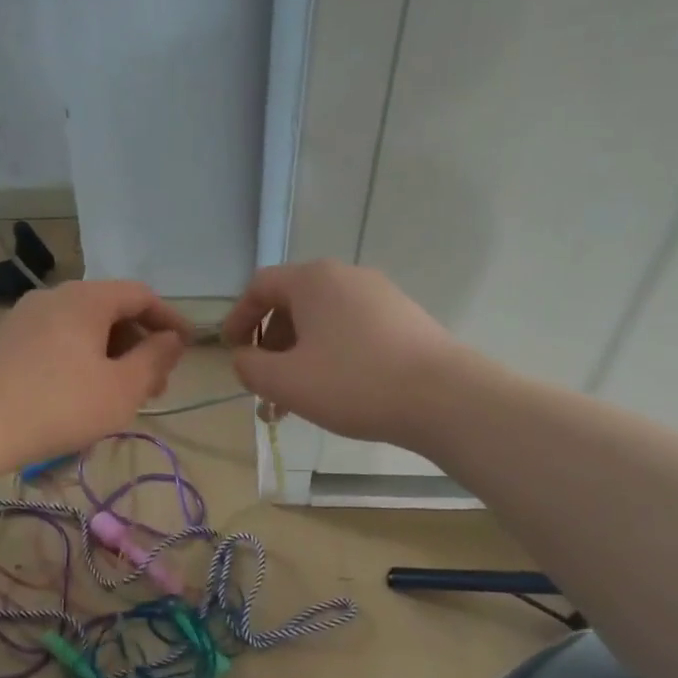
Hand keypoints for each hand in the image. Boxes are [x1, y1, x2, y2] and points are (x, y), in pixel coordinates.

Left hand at [0, 281, 192, 467]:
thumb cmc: (57, 404)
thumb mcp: (121, 389)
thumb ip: (154, 360)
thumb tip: (173, 340)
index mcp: (87, 298)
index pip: (141, 295)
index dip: (169, 319)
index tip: (186, 348)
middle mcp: (55, 296)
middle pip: (111, 310)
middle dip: (140, 344)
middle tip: (155, 386)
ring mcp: (26, 317)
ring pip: (83, 328)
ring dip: (111, 356)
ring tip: (121, 395)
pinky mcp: (6, 341)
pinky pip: (58, 341)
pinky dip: (82, 359)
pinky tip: (82, 394)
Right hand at [222, 260, 464, 444]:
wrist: (445, 397)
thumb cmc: (354, 382)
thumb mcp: (286, 381)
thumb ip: (250, 367)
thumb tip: (245, 358)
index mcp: (313, 280)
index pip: (260, 286)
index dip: (238, 318)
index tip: (232, 352)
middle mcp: (346, 276)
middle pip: (292, 304)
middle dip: (271, 346)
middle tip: (265, 385)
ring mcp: (380, 295)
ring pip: (322, 322)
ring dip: (299, 356)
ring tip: (296, 400)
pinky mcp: (404, 318)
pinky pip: (351, 330)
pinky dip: (331, 355)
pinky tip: (335, 392)